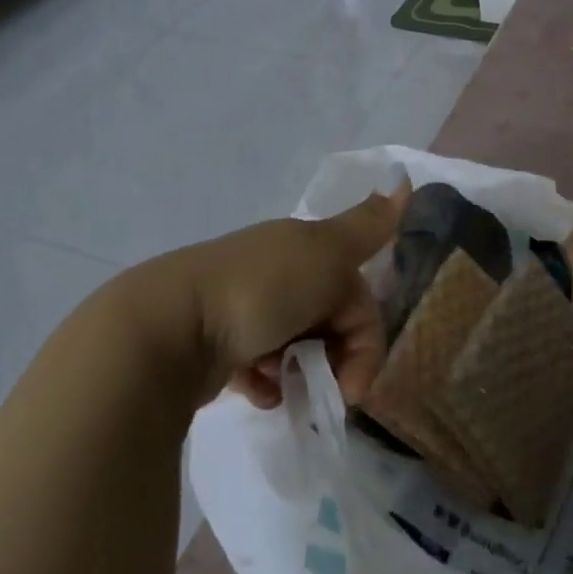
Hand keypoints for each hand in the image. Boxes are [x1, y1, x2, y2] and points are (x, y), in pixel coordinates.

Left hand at [173, 182, 408, 409]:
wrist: (167, 330)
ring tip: (284, 390)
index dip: (365, 339)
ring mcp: (243, 307)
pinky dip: (268, 381)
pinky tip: (260, 392)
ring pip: (296, 343)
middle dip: (335, 359)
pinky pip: (258, 364)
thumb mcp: (326, 253)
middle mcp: (276, 271)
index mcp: (304, 247)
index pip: (357, 297)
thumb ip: (367, 226)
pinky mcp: (216, 343)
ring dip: (302, 371)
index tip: (355, 384)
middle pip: (329, 320)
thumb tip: (405, 179)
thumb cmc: (260, 291)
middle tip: (327, 394)